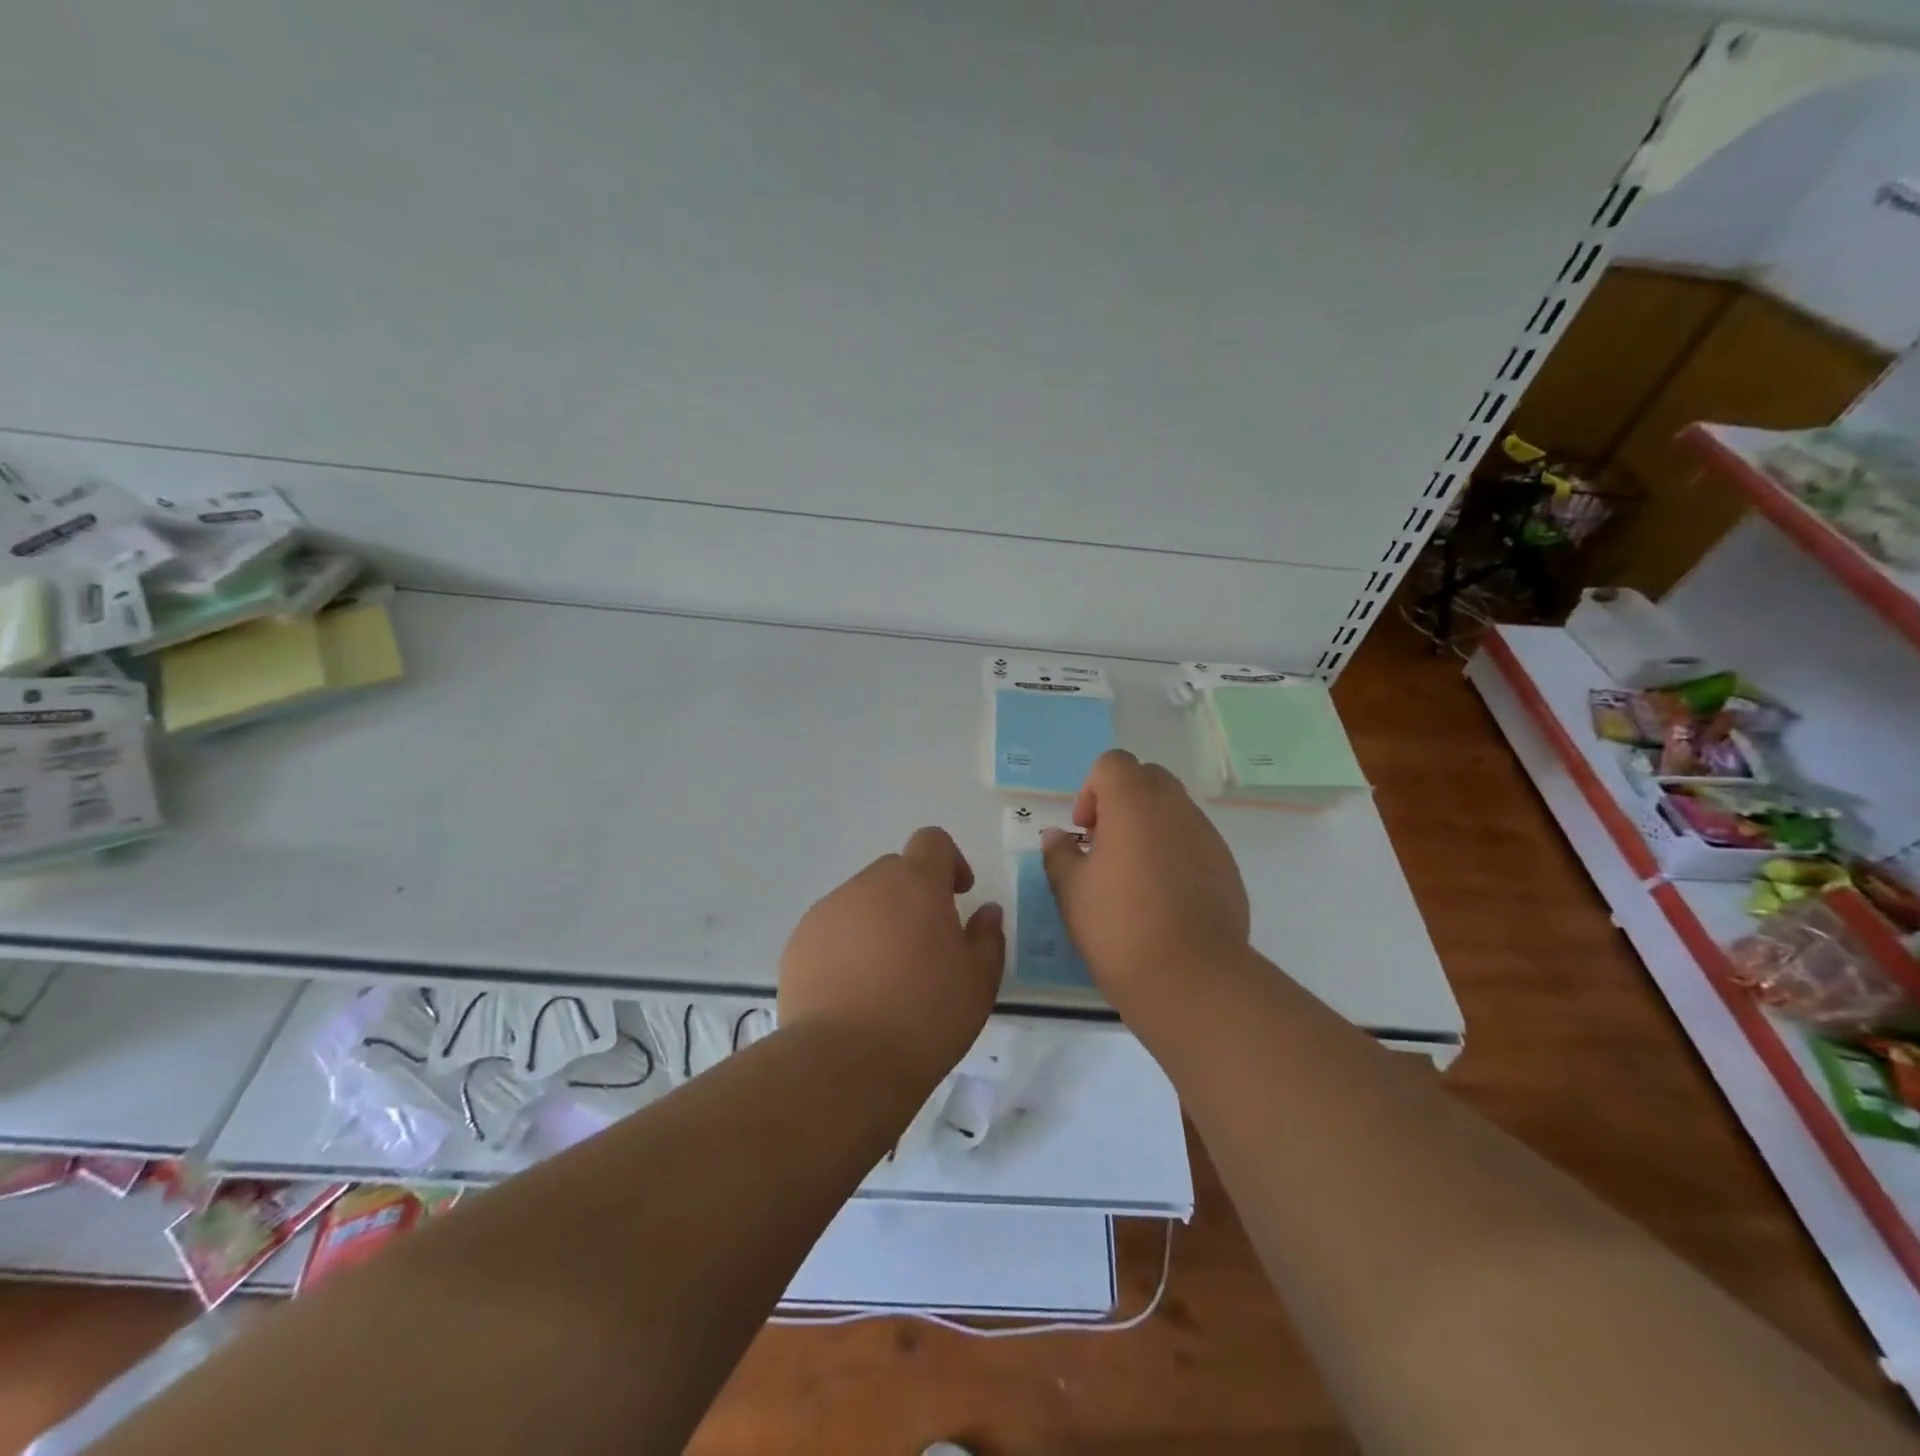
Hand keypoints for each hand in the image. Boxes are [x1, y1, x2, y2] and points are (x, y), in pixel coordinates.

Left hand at [778, 827, 1004, 1091]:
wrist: (844, 1063)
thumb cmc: (925, 1016)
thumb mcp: (978, 981)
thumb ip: (987, 936)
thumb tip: (986, 911)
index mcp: (916, 884)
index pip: (932, 841)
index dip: (949, 860)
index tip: (958, 894)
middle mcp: (867, 885)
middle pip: (895, 871)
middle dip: (914, 894)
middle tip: (926, 943)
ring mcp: (827, 912)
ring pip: (861, 900)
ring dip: (880, 920)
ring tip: (887, 974)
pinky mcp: (798, 943)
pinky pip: (832, 929)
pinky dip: (848, 945)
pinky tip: (854, 990)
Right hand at [1042, 750, 1249, 1006]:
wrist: (1191, 978)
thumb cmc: (1119, 927)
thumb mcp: (1071, 891)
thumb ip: (1060, 854)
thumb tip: (1058, 836)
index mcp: (1134, 804)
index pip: (1113, 763)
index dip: (1092, 789)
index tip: (1085, 831)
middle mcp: (1176, 808)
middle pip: (1148, 778)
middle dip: (1122, 800)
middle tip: (1105, 845)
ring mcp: (1207, 836)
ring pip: (1174, 809)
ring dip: (1149, 826)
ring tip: (1133, 876)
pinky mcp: (1227, 866)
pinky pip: (1194, 840)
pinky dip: (1174, 851)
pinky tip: (1163, 897)